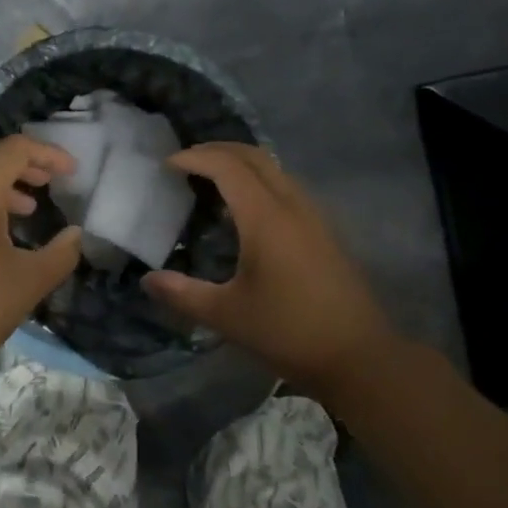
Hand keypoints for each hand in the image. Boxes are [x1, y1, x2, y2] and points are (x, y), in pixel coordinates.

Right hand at [143, 143, 397, 393]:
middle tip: (186, 162)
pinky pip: (286, 187)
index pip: (227, 166)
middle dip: (217, 150)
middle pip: (254, 156)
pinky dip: (259, 182)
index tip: (167, 165)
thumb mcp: (227, 316)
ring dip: (241, 164)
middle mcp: (292, 204)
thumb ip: (183, 294)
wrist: (359, 356)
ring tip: (211, 181)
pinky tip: (246, 213)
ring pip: (274, 169)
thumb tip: (148, 281)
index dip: (195, 158)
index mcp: (266, 217)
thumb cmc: (289, 332)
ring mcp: (313, 216)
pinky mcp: (324, 231)